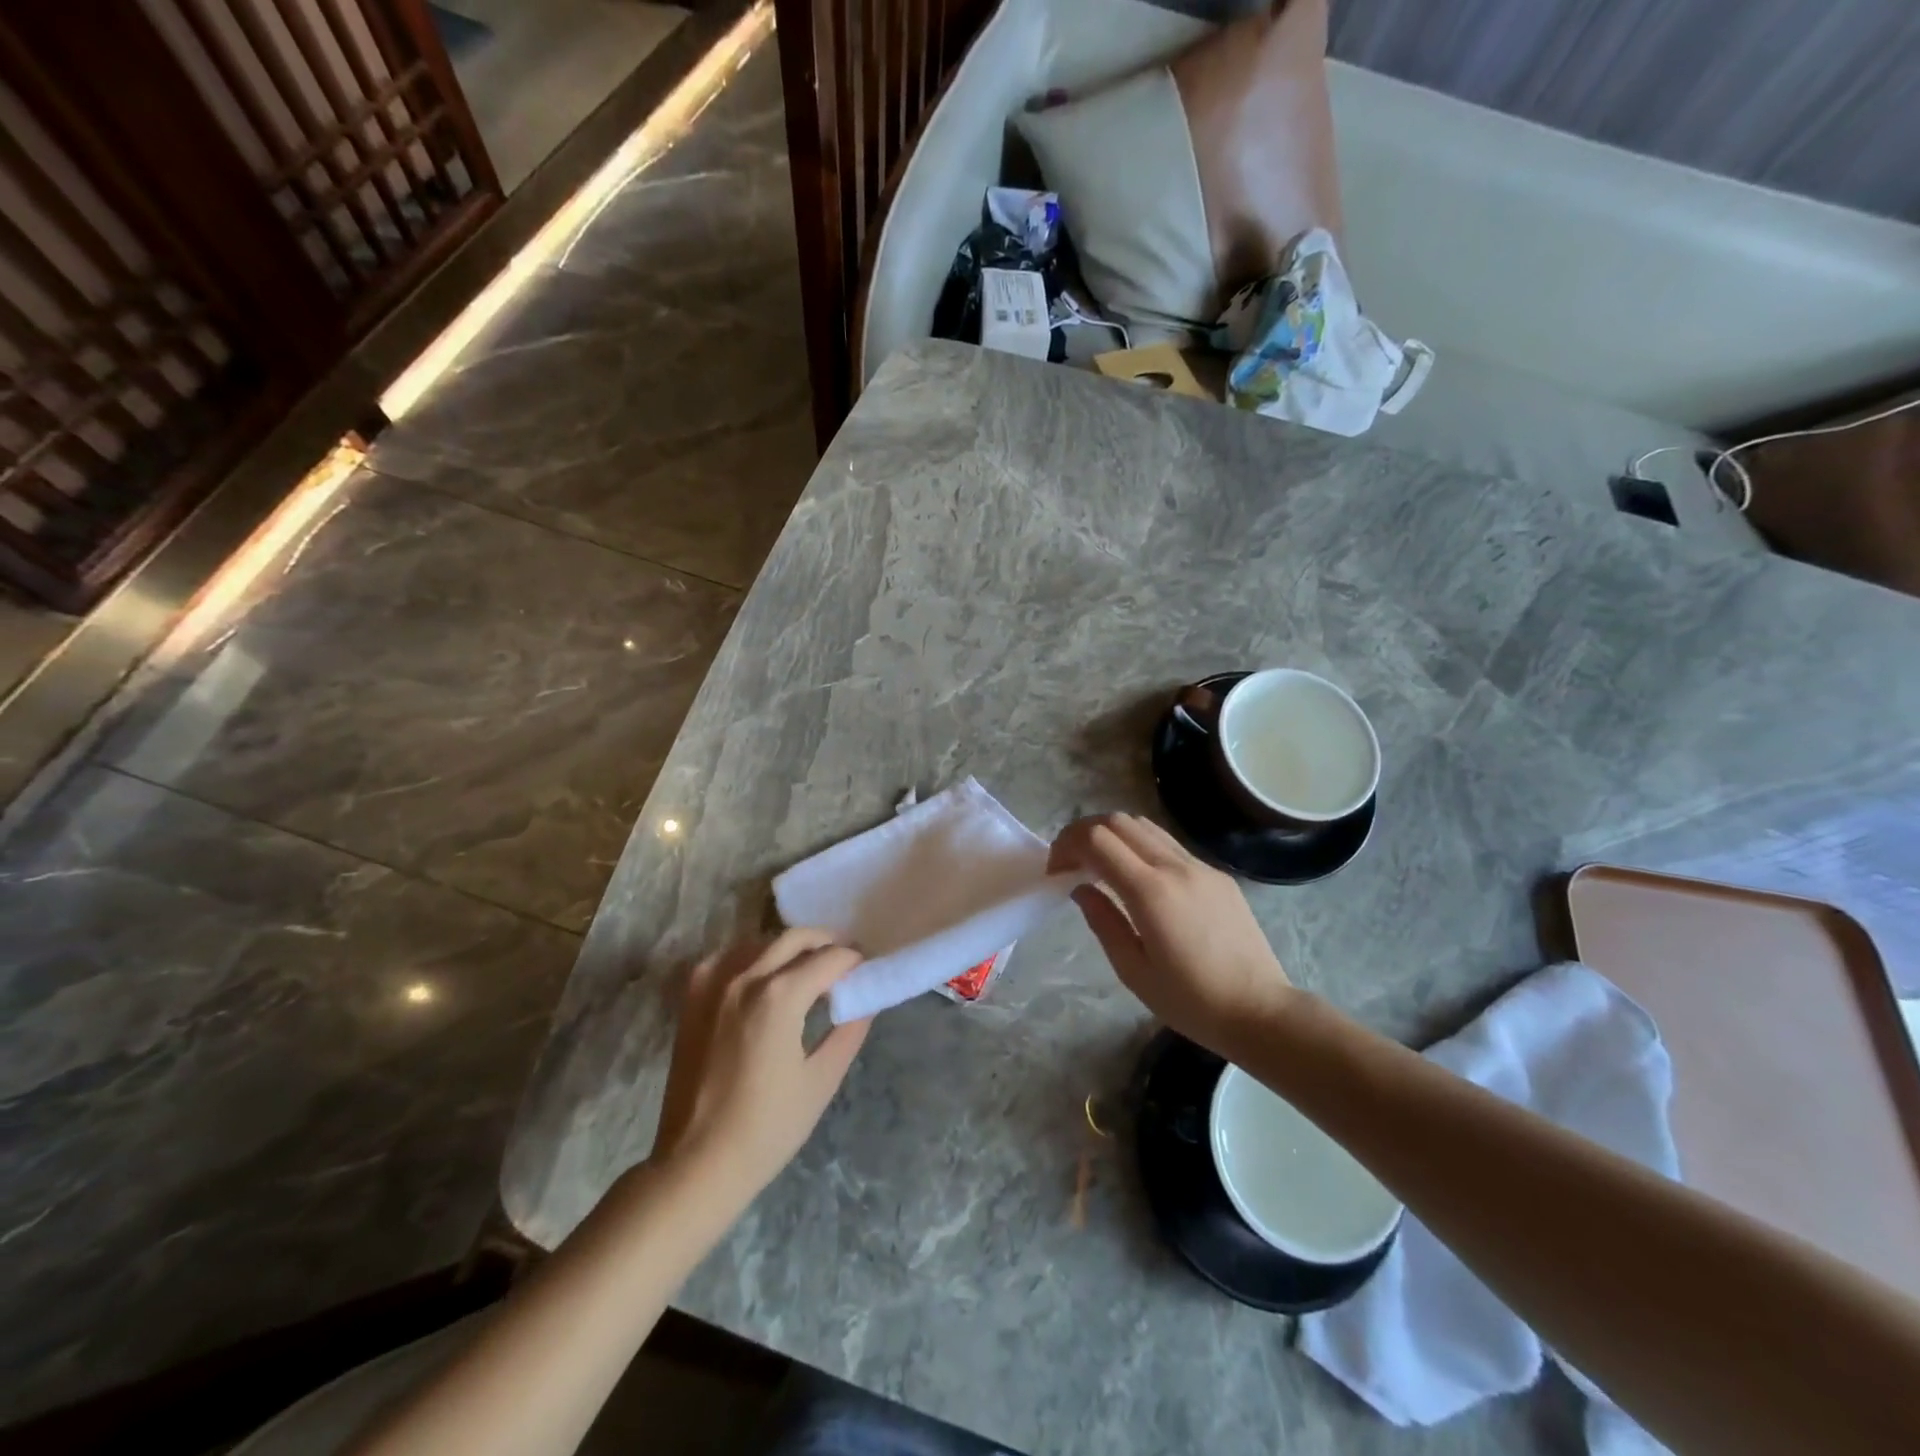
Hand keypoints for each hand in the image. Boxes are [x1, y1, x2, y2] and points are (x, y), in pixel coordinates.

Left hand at [652, 929, 870, 1200]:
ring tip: (808, 968)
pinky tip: (763, 977)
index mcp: (779, 996)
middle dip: (826, 943)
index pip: (829, 958)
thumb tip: (866, 1000)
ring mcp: (713, 984)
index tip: (867, 969)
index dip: (854, 960)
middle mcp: (744, 977)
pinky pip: (728, 956)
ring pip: (760, 941)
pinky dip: (752, 956)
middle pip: (794, 938)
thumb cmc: (767, 1128)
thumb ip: (849, 1030)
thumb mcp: (822, 1080)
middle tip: (845, 961)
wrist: (697, 1163)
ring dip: (790, 947)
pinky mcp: (692, 998)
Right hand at [1049, 813, 1294, 1055]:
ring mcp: (1200, 866)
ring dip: (1114, 835)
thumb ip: (1102, 921)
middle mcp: (1175, 867)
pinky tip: (1138, 880)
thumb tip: (1080, 887)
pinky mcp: (1216, 874)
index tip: (1056, 870)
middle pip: (1118, 821)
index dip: (1067, 845)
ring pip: (1145, 826)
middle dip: (1085, 832)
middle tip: (1071, 862)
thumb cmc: (1191, 1002)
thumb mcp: (1133, 971)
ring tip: (1100, 866)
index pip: (1097, 840)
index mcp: (1150, 892)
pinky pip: (1169, 845)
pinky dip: (1141, 847)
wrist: (1261, 1011)